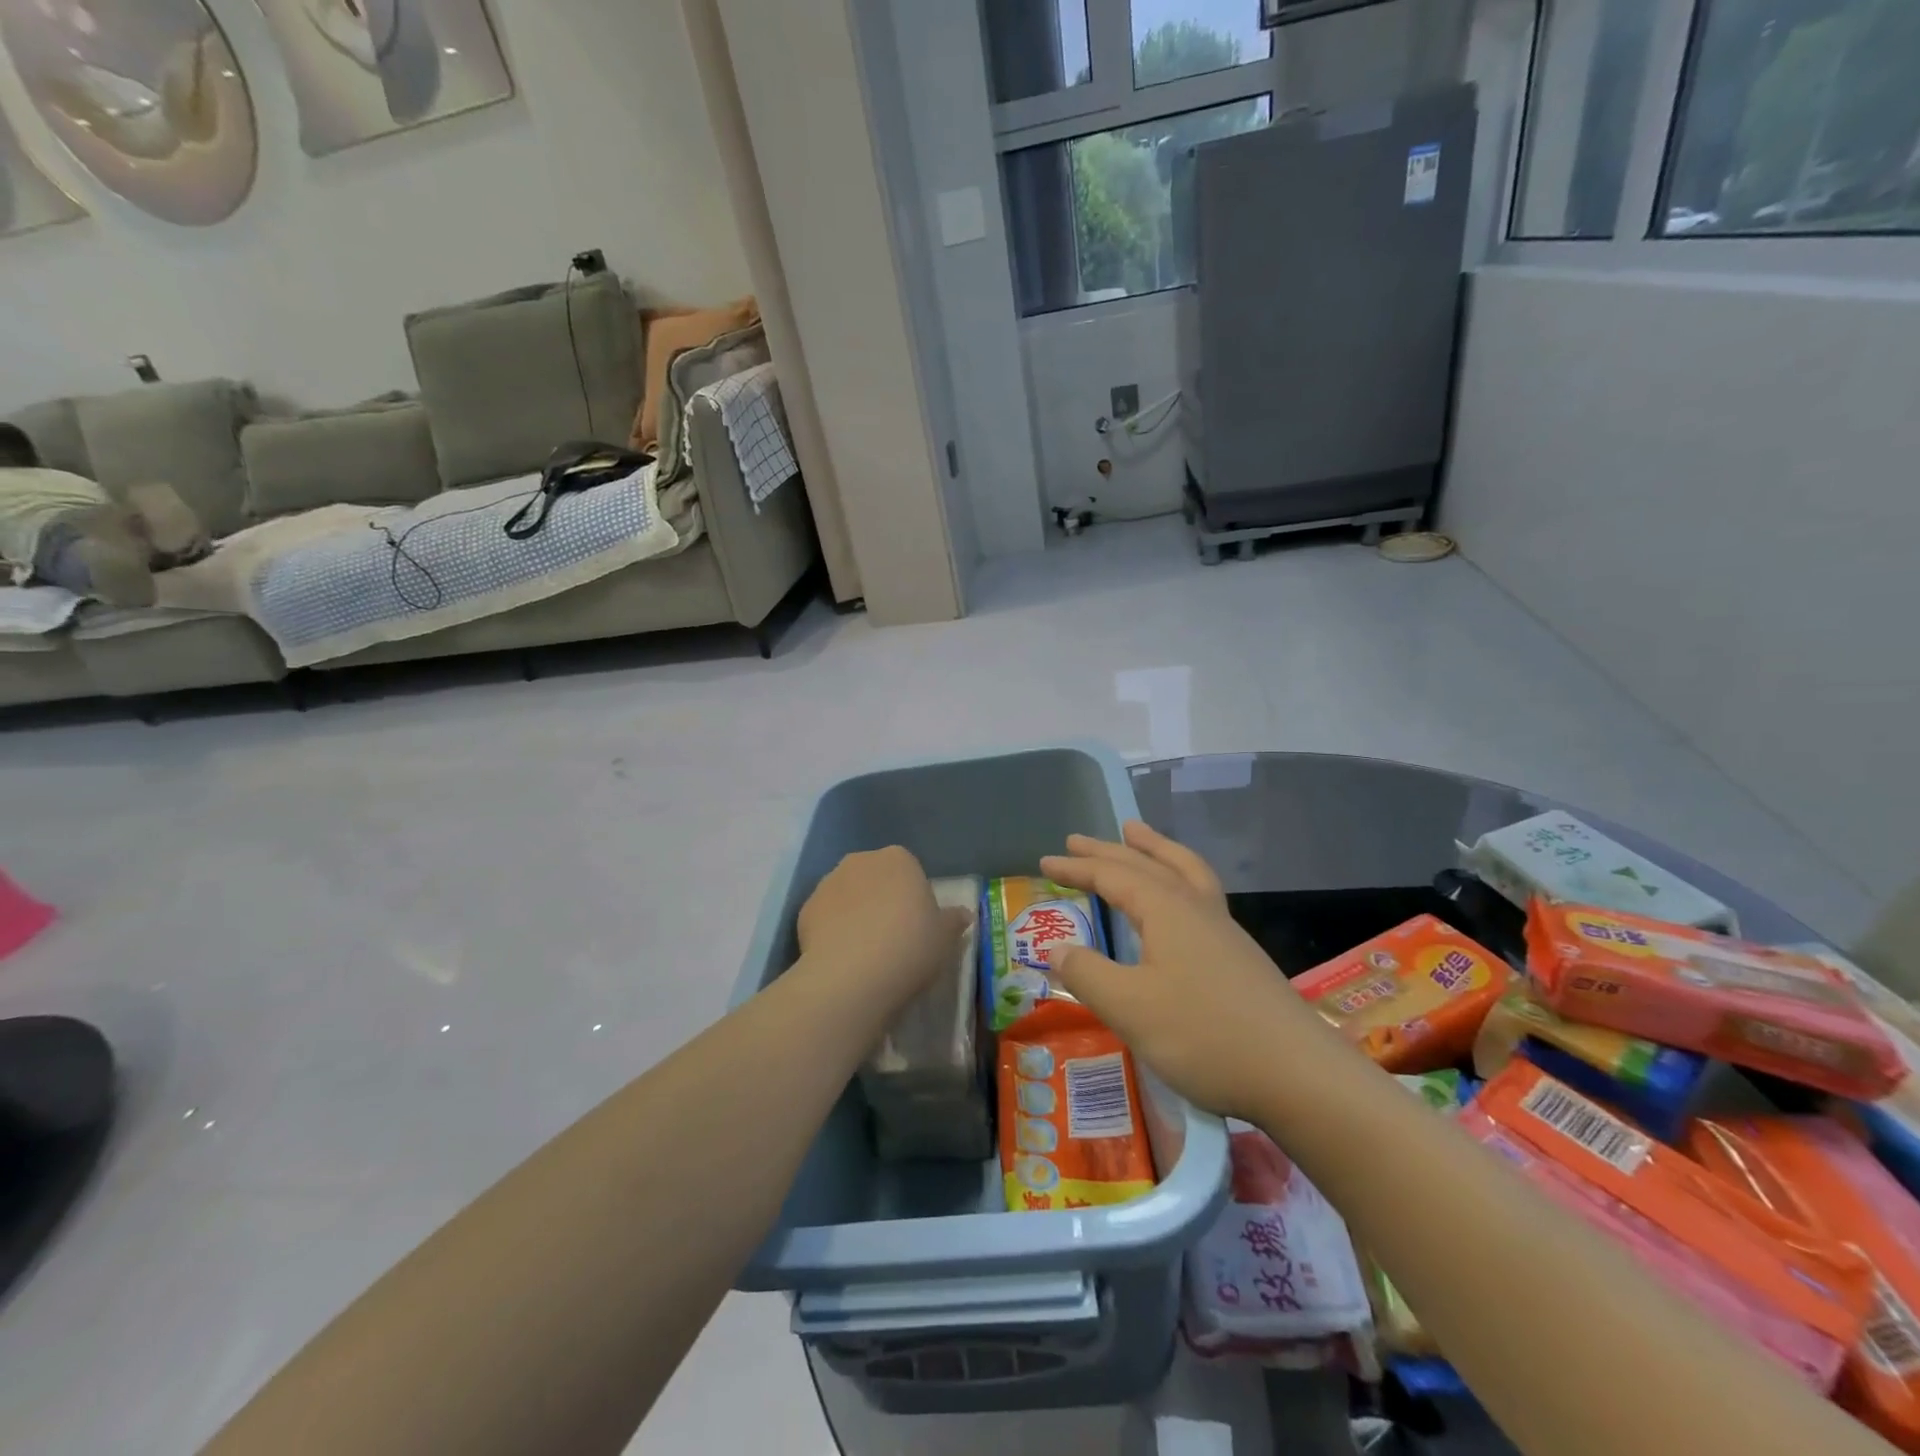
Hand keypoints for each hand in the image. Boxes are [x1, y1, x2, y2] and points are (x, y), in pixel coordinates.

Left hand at [798, 847, 971, 1012]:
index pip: (909, 870)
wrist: (851, 977)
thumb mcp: (945, 938)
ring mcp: (828, 883)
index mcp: (898, 859)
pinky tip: (842, 959)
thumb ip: (953, 921)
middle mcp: (860, 861)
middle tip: (892, 938)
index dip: (913, 897)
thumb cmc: (909, 948)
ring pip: (847, 895)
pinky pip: (825, 917)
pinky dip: (832, 931)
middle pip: (875, 878)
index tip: (917, 926)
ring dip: (855, 913)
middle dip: (881, 899)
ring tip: (865, 953)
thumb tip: (963, 914)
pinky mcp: (804, 910)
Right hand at [1040, 822, 1342, 1120]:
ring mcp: (1224, 930)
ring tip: (1136, 834)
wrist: (1300, 1076)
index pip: (1113, 876)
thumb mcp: (1130, 1008)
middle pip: (1148, 864)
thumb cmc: (1205, 1036)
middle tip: (1077, 838)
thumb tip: (1056, 947)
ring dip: (1154, 850)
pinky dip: (1177, 877)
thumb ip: (1088, 974)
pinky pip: (1199, 893)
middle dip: (1109, 850)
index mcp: (1167, 911)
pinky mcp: (1239, 956)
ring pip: (1184, 871)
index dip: (1077, 867)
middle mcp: (1196, 908)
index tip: (1045, 861)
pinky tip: (1178, 900)